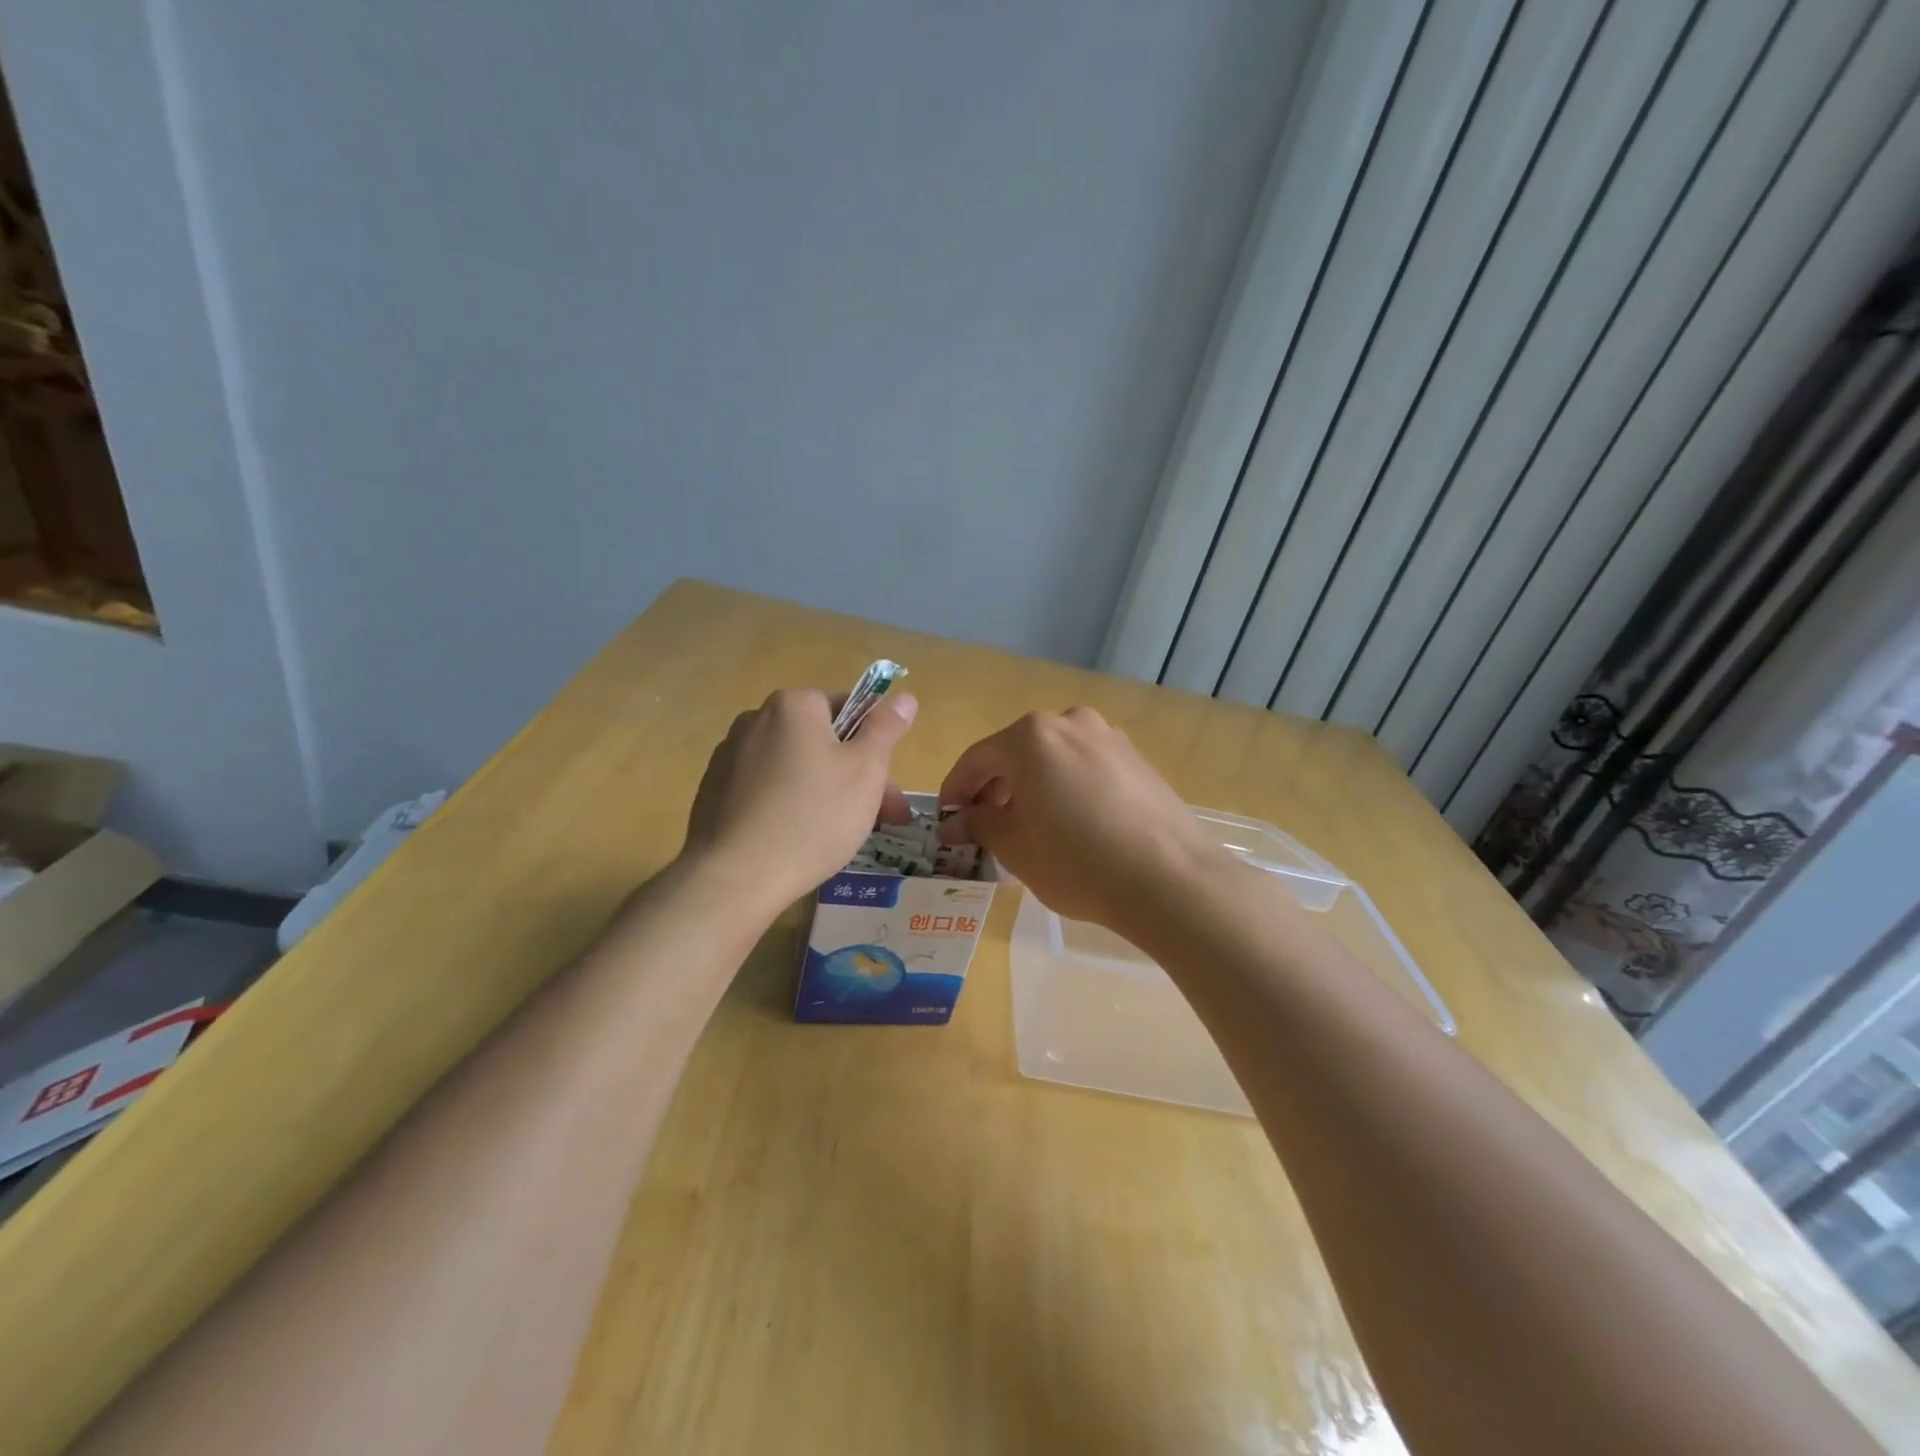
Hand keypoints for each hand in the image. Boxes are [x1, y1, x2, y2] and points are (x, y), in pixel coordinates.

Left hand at [685, 687, 916, 911]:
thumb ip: (886, 728)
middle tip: (880, 817)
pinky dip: (787, 806)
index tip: (887, 784)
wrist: (737, 877)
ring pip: (794, 767)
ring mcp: (729, 756)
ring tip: (842, 835)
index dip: (874, 743)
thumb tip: (905, 697)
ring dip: (824, 791)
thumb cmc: (814, 816)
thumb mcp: (865, 770)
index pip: (848, 706)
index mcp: (793, 705)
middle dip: (855, 774)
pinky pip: (765, 790)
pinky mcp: (714, 792)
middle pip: (821, 740)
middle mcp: (755, 720)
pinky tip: (798, 841)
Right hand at [938, 707, 1221, 931]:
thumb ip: (979, 825)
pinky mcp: (1136, 759)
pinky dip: (1065, 788)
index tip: (947, 821)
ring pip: (1052, 759)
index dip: (955, 792)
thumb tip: (957, 822)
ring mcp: (1108, 737)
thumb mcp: (1015, 847)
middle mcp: (1069, 722)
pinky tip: (1070, 823)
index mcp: (1031, 736)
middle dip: (994, 789)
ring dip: (1030, 787)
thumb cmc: (1077, 861)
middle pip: (1016, 754)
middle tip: (984, 828)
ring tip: (1027, 828)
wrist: (1170, 879)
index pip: (977, 760)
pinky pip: (1084, 767)